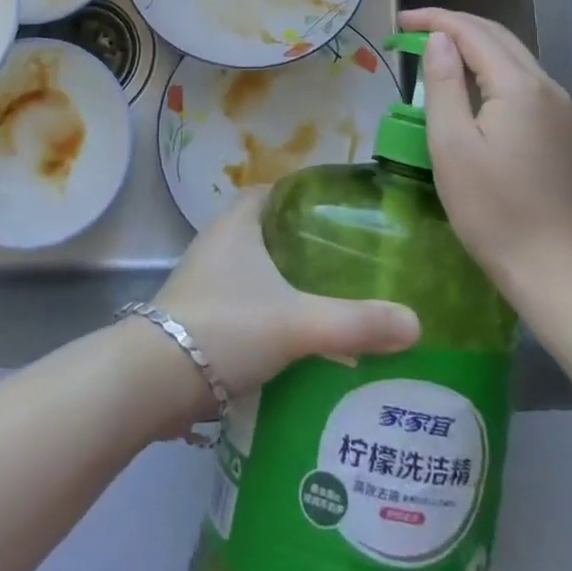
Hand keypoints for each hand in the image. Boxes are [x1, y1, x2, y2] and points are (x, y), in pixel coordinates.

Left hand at [151, 189, 419, 402]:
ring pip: (253, 269)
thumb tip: (415, 322)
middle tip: (344, 262)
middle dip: (301, 244)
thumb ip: (355, 322)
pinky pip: (241, 302)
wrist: (155, 379)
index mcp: (237, 223)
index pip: (272, 192)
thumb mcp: (297, 322)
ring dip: (283, 281)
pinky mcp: (197, 316)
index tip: (338, 214)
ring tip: (327, 300)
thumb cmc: (226, 326)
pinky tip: (293, 340)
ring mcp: (203, 280)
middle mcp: (217, 242)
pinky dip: (266, 312)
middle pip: (265, 231)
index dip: (303, 197)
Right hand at [399, 8, 571, 287]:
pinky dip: (494, 69)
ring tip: (438, 53)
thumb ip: (444, 85)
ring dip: (475, 46)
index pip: (472, 32)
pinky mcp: (566, 132)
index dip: (434, 20)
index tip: (399, 20)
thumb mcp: (452, 146)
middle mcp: (547, 87)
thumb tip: (439, 40)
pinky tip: (474, 88)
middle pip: (498, 36)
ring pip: (514, 58)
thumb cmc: (495, 211)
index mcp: (519, 86)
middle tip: (413, 30)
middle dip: (455, 26)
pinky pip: (525, 82)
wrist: (561, 272)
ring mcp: (562, 110)